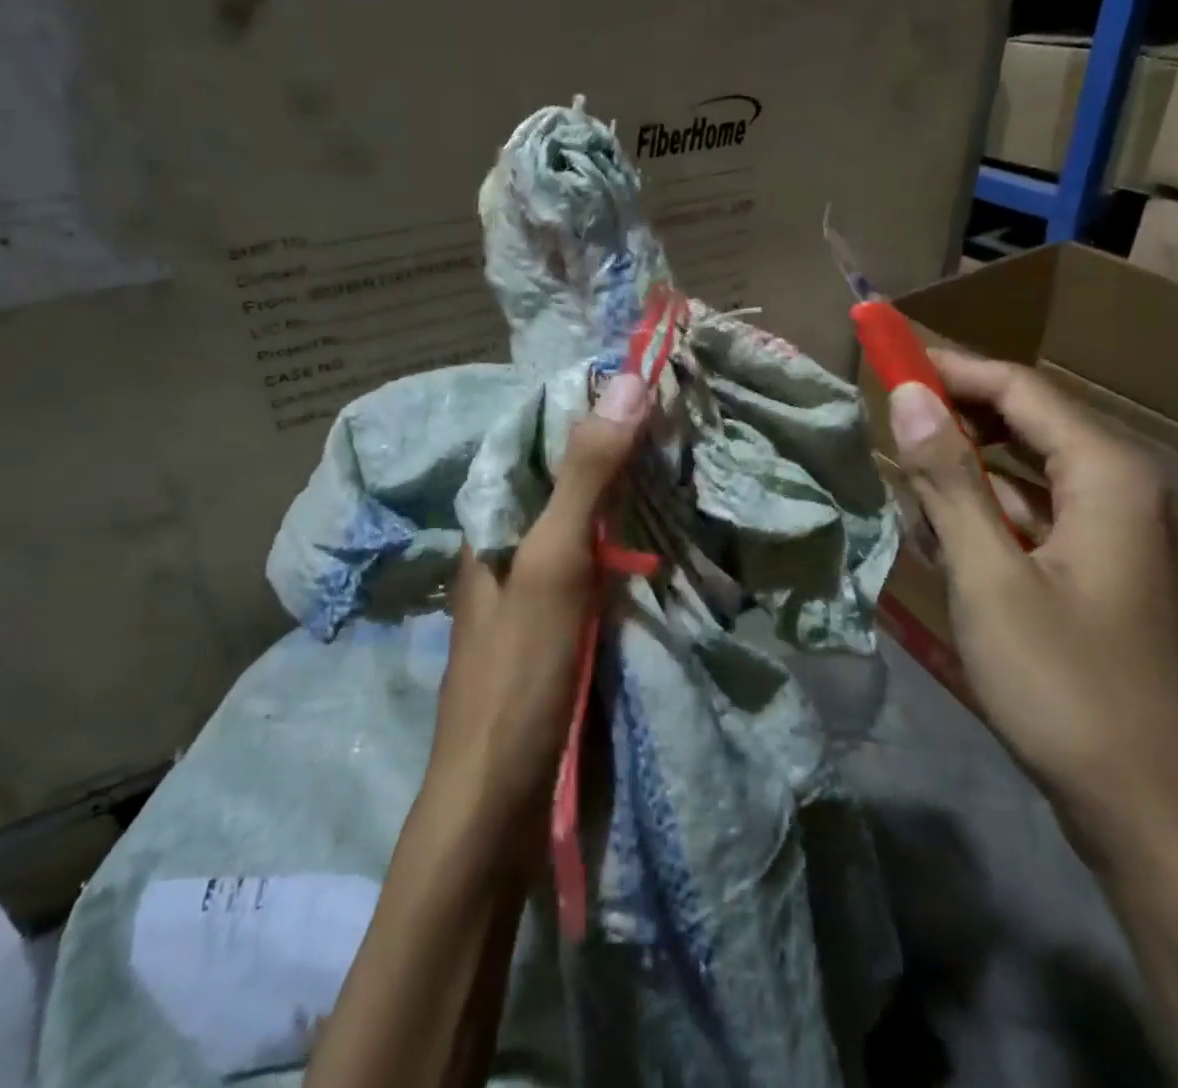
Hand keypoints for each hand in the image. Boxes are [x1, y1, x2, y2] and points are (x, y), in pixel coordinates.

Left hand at [423, 371, 649, 840]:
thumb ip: (586, 475)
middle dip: (617, 444)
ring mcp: (534, 581)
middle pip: (566, 473)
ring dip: (628, 491)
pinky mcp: (559, 618)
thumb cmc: (519, 669)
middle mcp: (508, 538)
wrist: (498, 799)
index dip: (589, 402)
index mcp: (493, 514)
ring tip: (685, 458)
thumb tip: (625, 380)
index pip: (538, 433)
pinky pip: (597, 558)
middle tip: (681, 415)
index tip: (647, 377)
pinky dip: (629, 538)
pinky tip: (667, 529)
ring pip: (585, 515)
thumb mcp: (554, 560)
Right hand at [888, 351, 1177, 864]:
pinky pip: (1033, 513)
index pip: (1020, 387)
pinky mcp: (1100, 570)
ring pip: (1026, 470)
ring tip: (903, 479)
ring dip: (963, 467)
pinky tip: (941, 533)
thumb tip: (907, 395)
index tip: (887, 357)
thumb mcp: (989, 577)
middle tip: (886, 414)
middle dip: (954, 412)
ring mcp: (1115, 534)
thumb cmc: (1066, 687)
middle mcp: (1122, 489)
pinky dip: (985, 511)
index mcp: (1108, 476)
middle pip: (1028, 420)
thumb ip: (948, 480)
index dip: (950, 367)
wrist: (1150, 814)